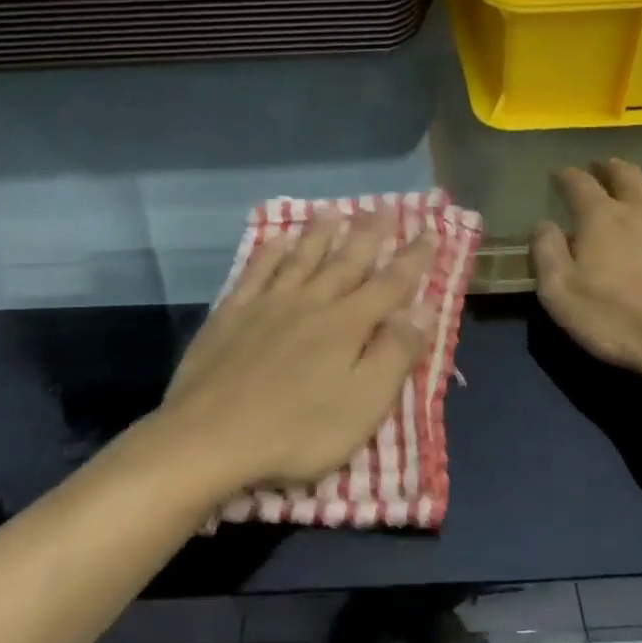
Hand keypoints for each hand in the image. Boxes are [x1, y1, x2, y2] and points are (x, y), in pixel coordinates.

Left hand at [148, 208, 437, 496]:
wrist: (210, 436)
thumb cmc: (297, 430)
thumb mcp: (363, 404)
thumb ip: (395, 353)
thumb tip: (423, 307)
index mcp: (347, 324)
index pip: (391, 283)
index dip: (413, 258)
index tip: (431, 231)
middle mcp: (312, 302)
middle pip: (347, 260)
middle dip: (371, 233)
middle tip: (387, 206)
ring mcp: (268, 304)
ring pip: (302, 257)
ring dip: (321, 232)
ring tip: (335, 211)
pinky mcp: (232, 313)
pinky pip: (256, 271)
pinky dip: (270, 252)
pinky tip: (277, 239)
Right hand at [532, 160, 641, 406]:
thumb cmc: (621, 321)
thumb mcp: (562, 295)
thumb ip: (547, 253)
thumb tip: (543, 223)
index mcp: (601, 218)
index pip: (578, 183)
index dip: (566, 176)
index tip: (559, 176)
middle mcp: (640, 207)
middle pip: (623, 173)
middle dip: (606, 168)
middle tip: (599, 169)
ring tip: (637, 179)